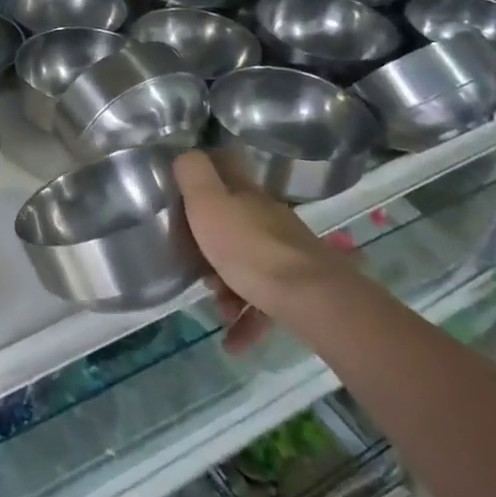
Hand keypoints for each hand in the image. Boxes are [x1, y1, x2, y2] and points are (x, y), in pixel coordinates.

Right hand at [172, 149, 348, 352]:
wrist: (311, 299)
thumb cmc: (248, 247)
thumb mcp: (207, 203)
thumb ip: (193, 174)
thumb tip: (185, 153)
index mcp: (246, 195)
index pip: (227, 167)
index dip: (207, 169)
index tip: (186, 183)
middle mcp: (268, 219)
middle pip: (234, 221)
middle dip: (210, 243)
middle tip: (194, 263)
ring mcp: (286, 254)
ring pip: (248, 264)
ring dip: (227, 287)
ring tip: (217, 310)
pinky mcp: (297, 289)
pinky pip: (265, 302)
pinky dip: (247, 321)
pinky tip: (234, 343)